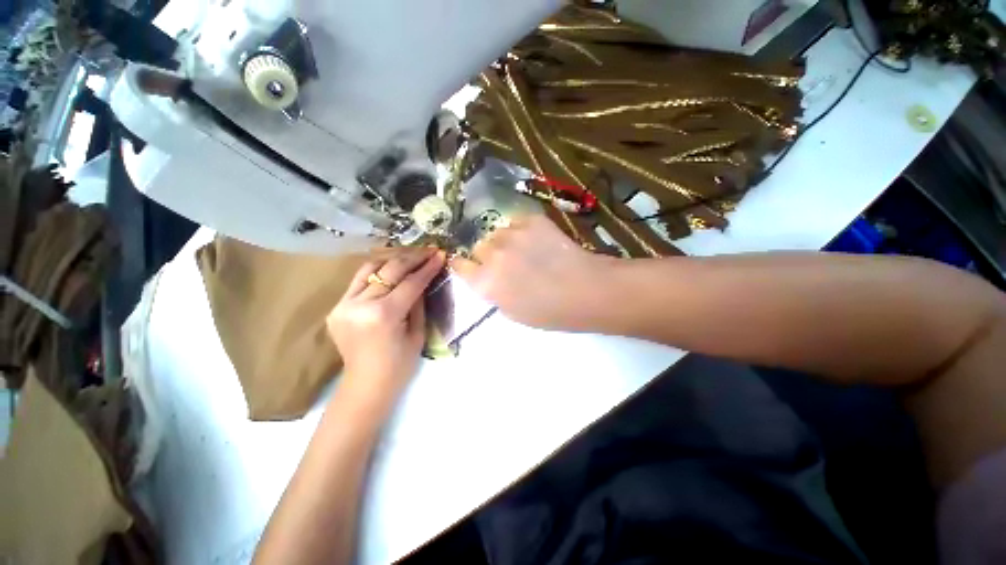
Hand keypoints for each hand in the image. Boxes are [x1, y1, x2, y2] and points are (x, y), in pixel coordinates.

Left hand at [327, 248, 444, 404]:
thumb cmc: (399, 365)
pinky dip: (377, 272)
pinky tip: (391, 270)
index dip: (427, 267)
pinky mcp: (336, 307)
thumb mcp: (418, 333)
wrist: (365, 385)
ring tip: (411, 256)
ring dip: (393, 259)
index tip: (440, 254)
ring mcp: (343, 305)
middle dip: (413, 258)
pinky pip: (359, 281)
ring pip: (370, 268)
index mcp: (383, 315)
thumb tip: (423, 279)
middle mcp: (360, 305)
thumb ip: (419, 302)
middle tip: (429, 251)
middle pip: (390, 270)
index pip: (410, 282)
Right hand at [450, 214, 614, 330]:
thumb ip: (493, 292)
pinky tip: (537, 240)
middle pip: (478, 246)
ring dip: (504, 241)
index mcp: (484, 282)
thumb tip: (488, 277)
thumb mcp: (512, 312)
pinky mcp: (531, 220)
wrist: (585, 289)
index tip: (469, 265)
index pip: (459, 265)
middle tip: (506, 262)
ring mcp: (511, 234)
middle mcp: (492, 254)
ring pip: (497, 233)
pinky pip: (516, 222)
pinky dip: (521, 230)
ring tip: (524, 250)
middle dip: (487, 254)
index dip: (463, 264)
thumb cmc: (549, 311)